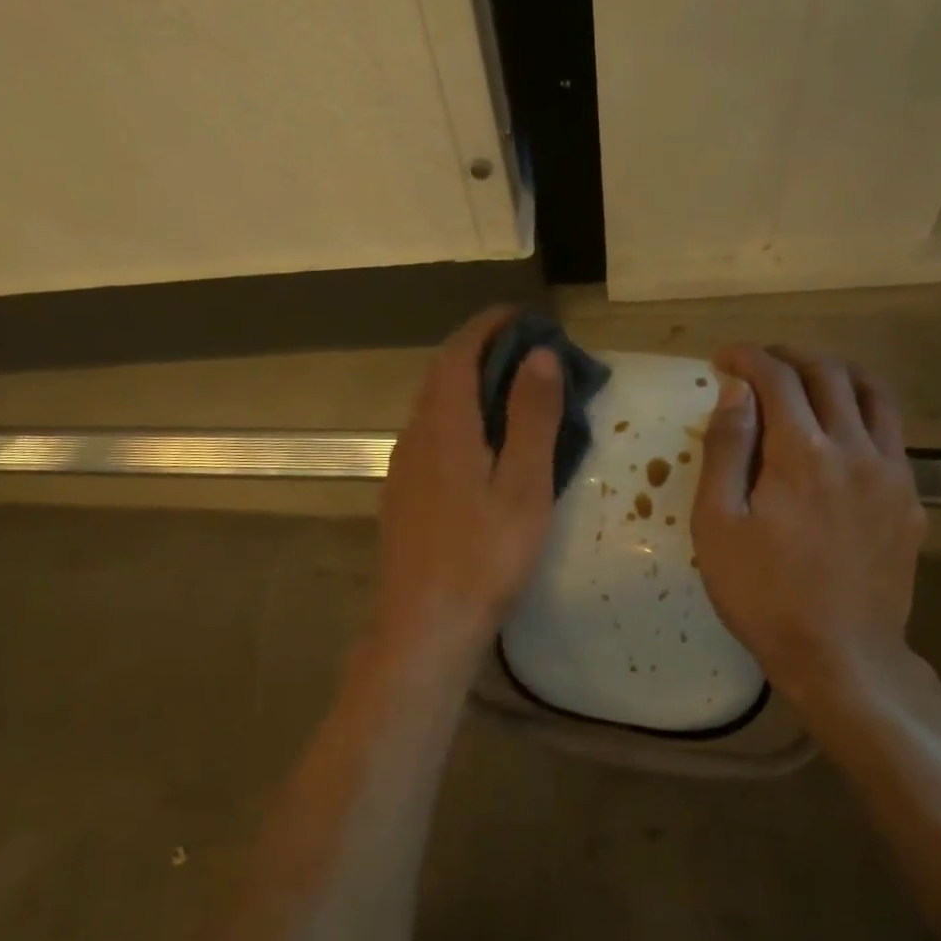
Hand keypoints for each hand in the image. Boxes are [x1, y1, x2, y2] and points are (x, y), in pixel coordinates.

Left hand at [368, 307, 563, 672]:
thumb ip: (531, 418)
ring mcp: (402, 471)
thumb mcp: (524, 487)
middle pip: (441, 377)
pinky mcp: (401, 499)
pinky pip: (428, 442)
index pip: (459, 352)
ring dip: (467, 390)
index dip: (489, 326)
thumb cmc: (484, 558)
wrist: (426, 625)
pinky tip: (479, 452)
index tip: (523, 316)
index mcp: (445, 427)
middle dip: (481, 354)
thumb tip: (539, 356)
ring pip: (432, 411)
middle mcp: (414, 438)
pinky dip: (456, 424)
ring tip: (510, 399)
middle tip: (526, 355)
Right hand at [691, 345, 925, 710]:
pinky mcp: (910, 501)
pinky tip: (844, 435)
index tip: (723, 359)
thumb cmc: (764, 596)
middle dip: (789, 358)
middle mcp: (856, 447)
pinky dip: (864, 413)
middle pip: (829, 374)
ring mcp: (892, 473)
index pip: (777, 378)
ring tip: (808, 380)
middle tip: (759, 366)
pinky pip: (892, 435)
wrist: (840, 654)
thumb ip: (726, 453)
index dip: (747, 359)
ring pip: (873, 395)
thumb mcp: (719, 528)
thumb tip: (735, 392)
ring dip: (836, 374)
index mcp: (802, 452)